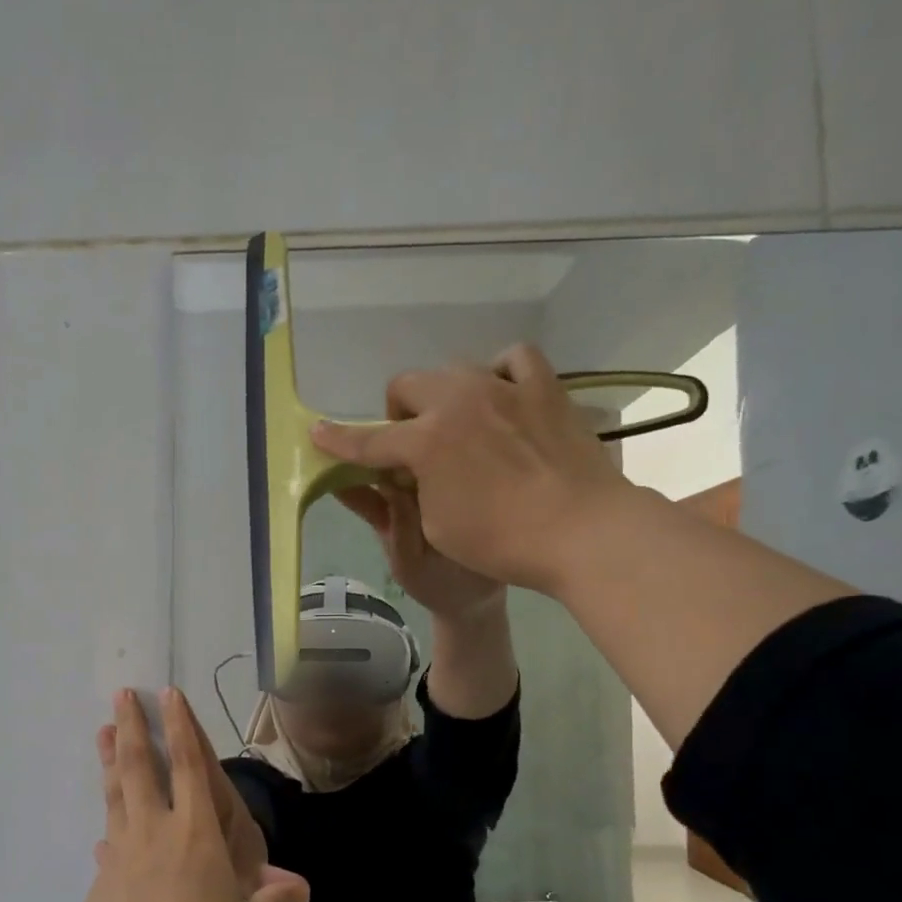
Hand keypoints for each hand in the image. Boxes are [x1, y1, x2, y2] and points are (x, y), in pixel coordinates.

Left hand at [86, 689, 308, 901]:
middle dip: (131, 728)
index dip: (179, 727)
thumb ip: (271, 899)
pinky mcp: (100, 886)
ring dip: (108, 762)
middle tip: (120, 696)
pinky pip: (106, 850)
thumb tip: (301, 888)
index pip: (188, 765)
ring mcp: (121, 856)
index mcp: (196, 833)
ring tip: (100, 732)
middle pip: (138, 768)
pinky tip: (104, 837)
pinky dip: (109, 836)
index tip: (166, 694)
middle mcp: (155, 832)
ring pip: (114, 796)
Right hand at [311, 344, 633, 594]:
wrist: (582, 532)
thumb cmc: (500, 542)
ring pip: (456, 369)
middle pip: (408, 386)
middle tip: (414, 448)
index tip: (319, 433)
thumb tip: (403, 471)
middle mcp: (459, 401)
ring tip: (460, 424)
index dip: (339, 440)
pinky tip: (502, 396)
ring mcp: (505, 388)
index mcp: (426, 442)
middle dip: (399, 414)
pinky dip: (500, 373)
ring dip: (445, 396)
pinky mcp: (544, 388)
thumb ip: (409, 491)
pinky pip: (514, 359)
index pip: (369, 440)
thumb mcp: (435, 527)